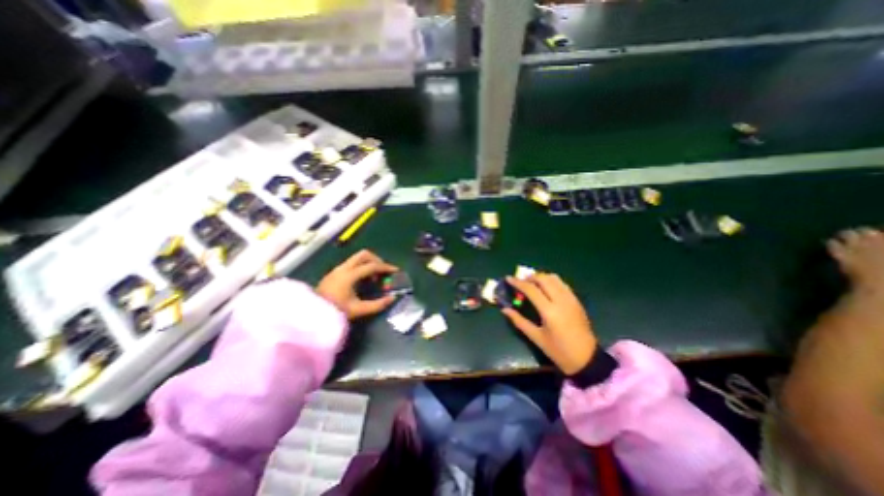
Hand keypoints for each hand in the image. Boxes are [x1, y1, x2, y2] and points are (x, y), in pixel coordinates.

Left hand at [317, 251, 398, 317]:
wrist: (310, 315)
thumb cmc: (335, 311)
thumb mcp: (358, 310)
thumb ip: (377, 304)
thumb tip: (392, 298)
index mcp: (350, 275)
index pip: (372, 266)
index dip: (385, 267)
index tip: (395, 270)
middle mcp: (343, 268)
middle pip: (364, 254)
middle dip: (376, 260)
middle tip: (383, 271)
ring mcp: (337, 269)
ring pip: (357, 258)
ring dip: (368, 263)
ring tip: (373, 277)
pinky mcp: (333, 273)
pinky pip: (351, 263)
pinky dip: (361, 267)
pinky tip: (362, 280)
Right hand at [500, 273, 597, 374]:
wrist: (587, 359)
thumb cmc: (559, 351)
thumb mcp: (536, 337)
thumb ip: (519, 321)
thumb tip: (504, 310)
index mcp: (549, 311)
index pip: (531, 289)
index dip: (518, 282)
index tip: (508, 278)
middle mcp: (561, 300)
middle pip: (543, 279)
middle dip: (529, 277)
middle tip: (520, 282)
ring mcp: (570, 299)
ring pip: (554, 278)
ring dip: (541, 277)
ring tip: (532, 283)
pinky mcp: (576, 300)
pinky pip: (562, 284)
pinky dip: (551, 281)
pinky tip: (545, 288)